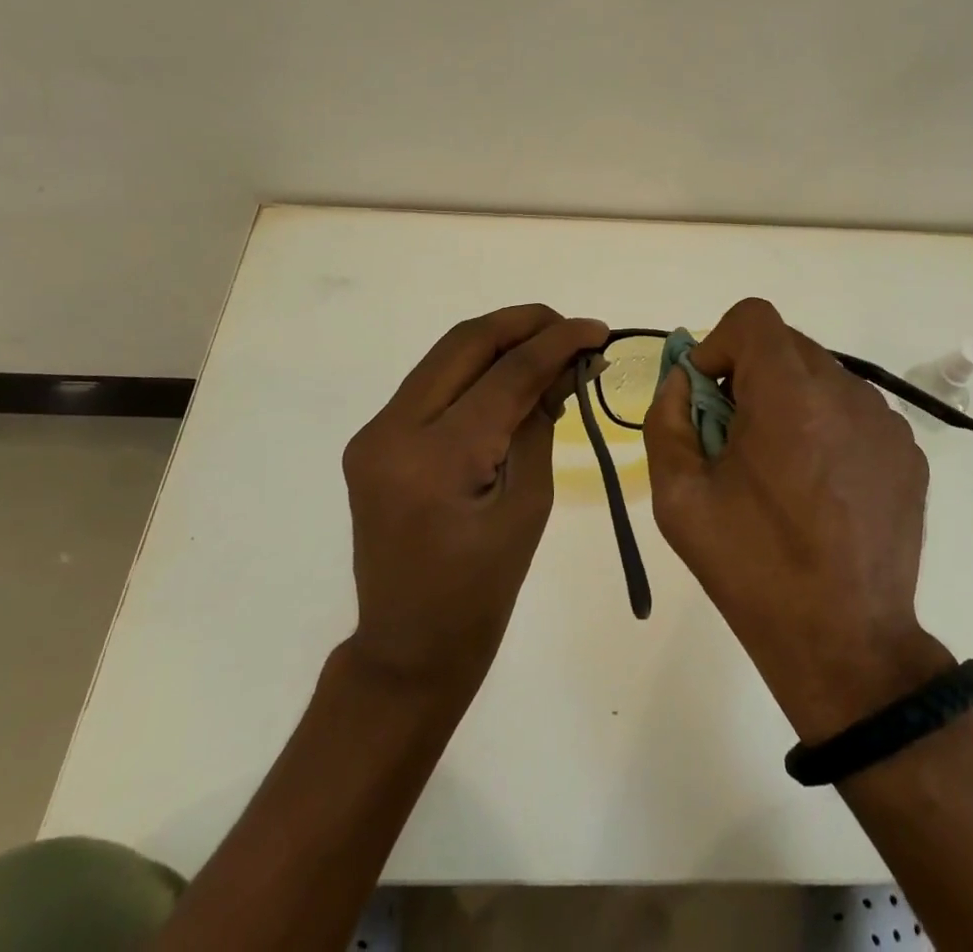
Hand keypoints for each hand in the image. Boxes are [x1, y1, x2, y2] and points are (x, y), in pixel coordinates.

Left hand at [342, 304, 607, 693]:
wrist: (408, 648)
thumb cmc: (481, 593)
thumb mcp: (528, 506)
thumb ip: (540, 424)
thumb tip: (565, 367)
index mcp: (436, 460)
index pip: (506, 374)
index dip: (557, 343)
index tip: (597, 330)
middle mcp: (392, 431)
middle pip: (465, 344)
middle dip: (524, 324)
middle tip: (572, 329)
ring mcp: (375, 433)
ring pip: (445, 355)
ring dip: (500, 341)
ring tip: (550, 347)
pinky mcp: (375, 439)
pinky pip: (433, 383)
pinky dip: (477, 369)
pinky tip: (512, 377)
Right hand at [644, 298, 950, 740]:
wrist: (845, 643)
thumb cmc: (752, 567)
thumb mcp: (678, 497)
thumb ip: (666, 419)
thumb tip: (682, 381)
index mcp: (790, 397)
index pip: (753, 318)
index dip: (719, 344)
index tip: (709, 396)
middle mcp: (846, 393)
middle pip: (786, 344)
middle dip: (750, 374)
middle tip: (735, 435)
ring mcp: (885, 422)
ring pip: (821, 376)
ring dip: (789, 399)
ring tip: (780, 466)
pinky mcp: (907, 453)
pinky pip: (854, 411)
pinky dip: (826, 425)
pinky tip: (819, 486)